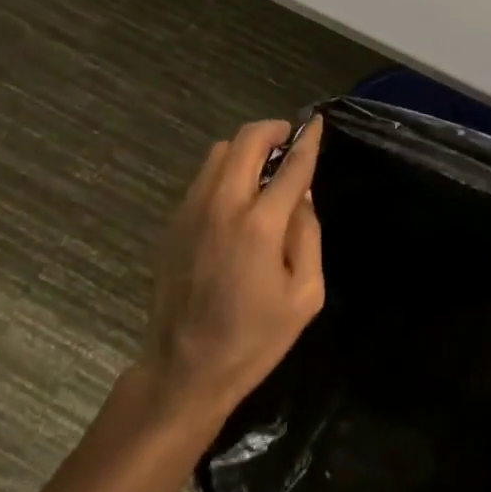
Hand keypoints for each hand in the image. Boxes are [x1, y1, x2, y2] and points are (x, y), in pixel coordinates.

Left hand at [135, 117, 325, 430]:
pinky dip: (224, 173)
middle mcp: (222, 205)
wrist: (185, 369)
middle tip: (288, 141)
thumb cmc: (254, 339)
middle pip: (246, 140)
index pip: (290, 165)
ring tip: (262, 171)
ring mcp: (191, 210)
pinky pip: (202, 178)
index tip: (317, 122)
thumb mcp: (305, 296)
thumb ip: (309, 236)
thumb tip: (302, 196)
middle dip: (272, 130)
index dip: (308, 140)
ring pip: (218, 153)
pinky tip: (235, 201)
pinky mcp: (173, 222)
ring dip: (245, 150)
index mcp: (260, 225)